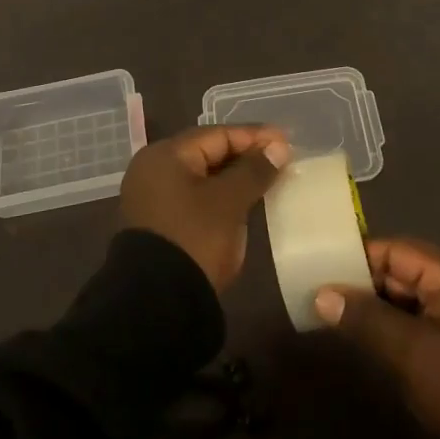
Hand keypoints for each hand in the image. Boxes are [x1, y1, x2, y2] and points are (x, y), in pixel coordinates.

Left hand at [119, 125, 289, 291]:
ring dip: (234, 177)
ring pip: (202, 176)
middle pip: (207, 152)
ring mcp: (153, 197)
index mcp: (165, 155)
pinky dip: (220, 195)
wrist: (157, 303)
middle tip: (281, 159)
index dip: (253, 136)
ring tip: (268, 178)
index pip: (217, 134)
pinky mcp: (159, 222)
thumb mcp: (229, 202)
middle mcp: (154, 169)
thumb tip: (278, 147)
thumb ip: (254, 170)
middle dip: (245, 155)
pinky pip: (195, 196)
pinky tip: (245, 201)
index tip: (286, 141)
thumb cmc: (195, 239)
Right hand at [314, 237, 439, 434]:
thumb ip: (365, 317)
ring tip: (330, 313)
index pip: (396, 251)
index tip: (320, 269)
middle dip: (361, 284)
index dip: (357, 258)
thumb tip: (321, 295)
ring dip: (373, 308)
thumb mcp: (410, 351)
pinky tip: (360, 335)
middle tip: (319, 294)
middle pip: (400, 272)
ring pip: (405, 300)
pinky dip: (389, 327)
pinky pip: (415, 323)